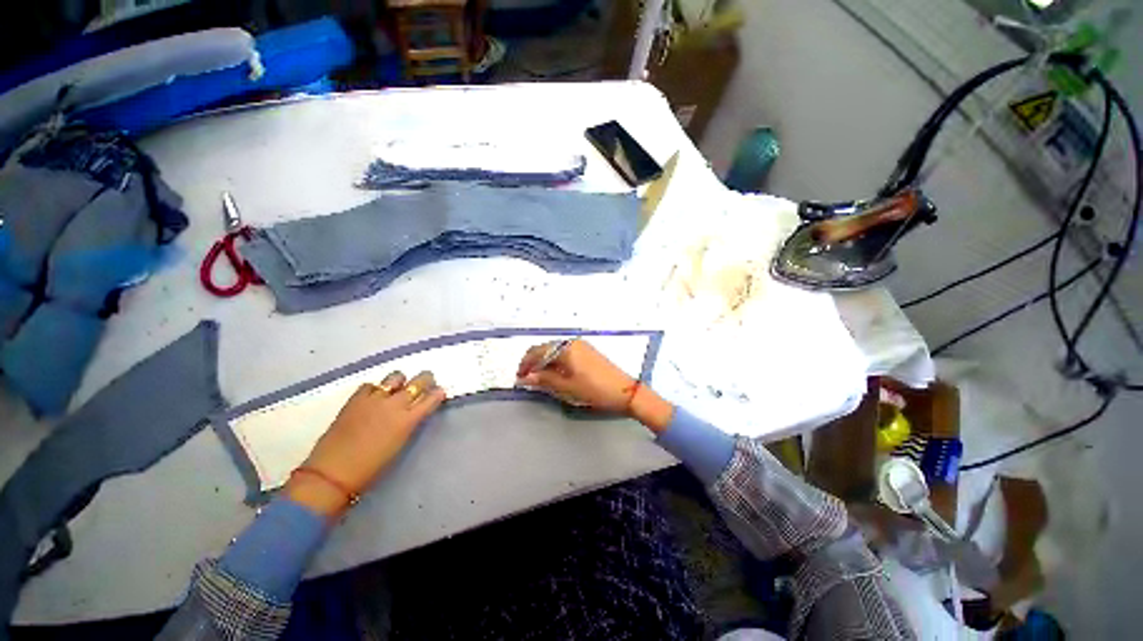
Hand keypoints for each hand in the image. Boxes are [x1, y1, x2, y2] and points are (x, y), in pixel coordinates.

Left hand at [285, 371, 445, 517]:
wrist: (333, 473)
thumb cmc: (372, 468)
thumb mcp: (401, 444)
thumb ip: (410, 424)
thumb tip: (415, 412)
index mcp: (409, 420)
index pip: (432, 398)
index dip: (438, 393)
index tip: (439, 392)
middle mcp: (396, 404)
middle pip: (419, 381)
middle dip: (425, 380)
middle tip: (425, 383)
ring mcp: (375, 399)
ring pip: (396, 377)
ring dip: (400, 381)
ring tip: (397, 388)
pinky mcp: (356, 399)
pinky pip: (371, 385)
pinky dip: (376, 389)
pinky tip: (373, 397)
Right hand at [516, 340, 673, 431]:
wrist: (625, 391)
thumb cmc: (594, 389)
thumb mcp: (566, 387)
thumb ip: (543, 380)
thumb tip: (523, 378)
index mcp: (565, 348)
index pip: (537, 351)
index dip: (525, 364)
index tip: (519, 378)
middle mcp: (572, 343)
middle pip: (546, 349)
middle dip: (534, 363)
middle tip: (528, 380)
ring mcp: (581, 346)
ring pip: (555, 352)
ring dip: (545, 363)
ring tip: (541, 380)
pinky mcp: (587, 352)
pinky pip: (566, 354)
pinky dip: (557, 363)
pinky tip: (557, 375)